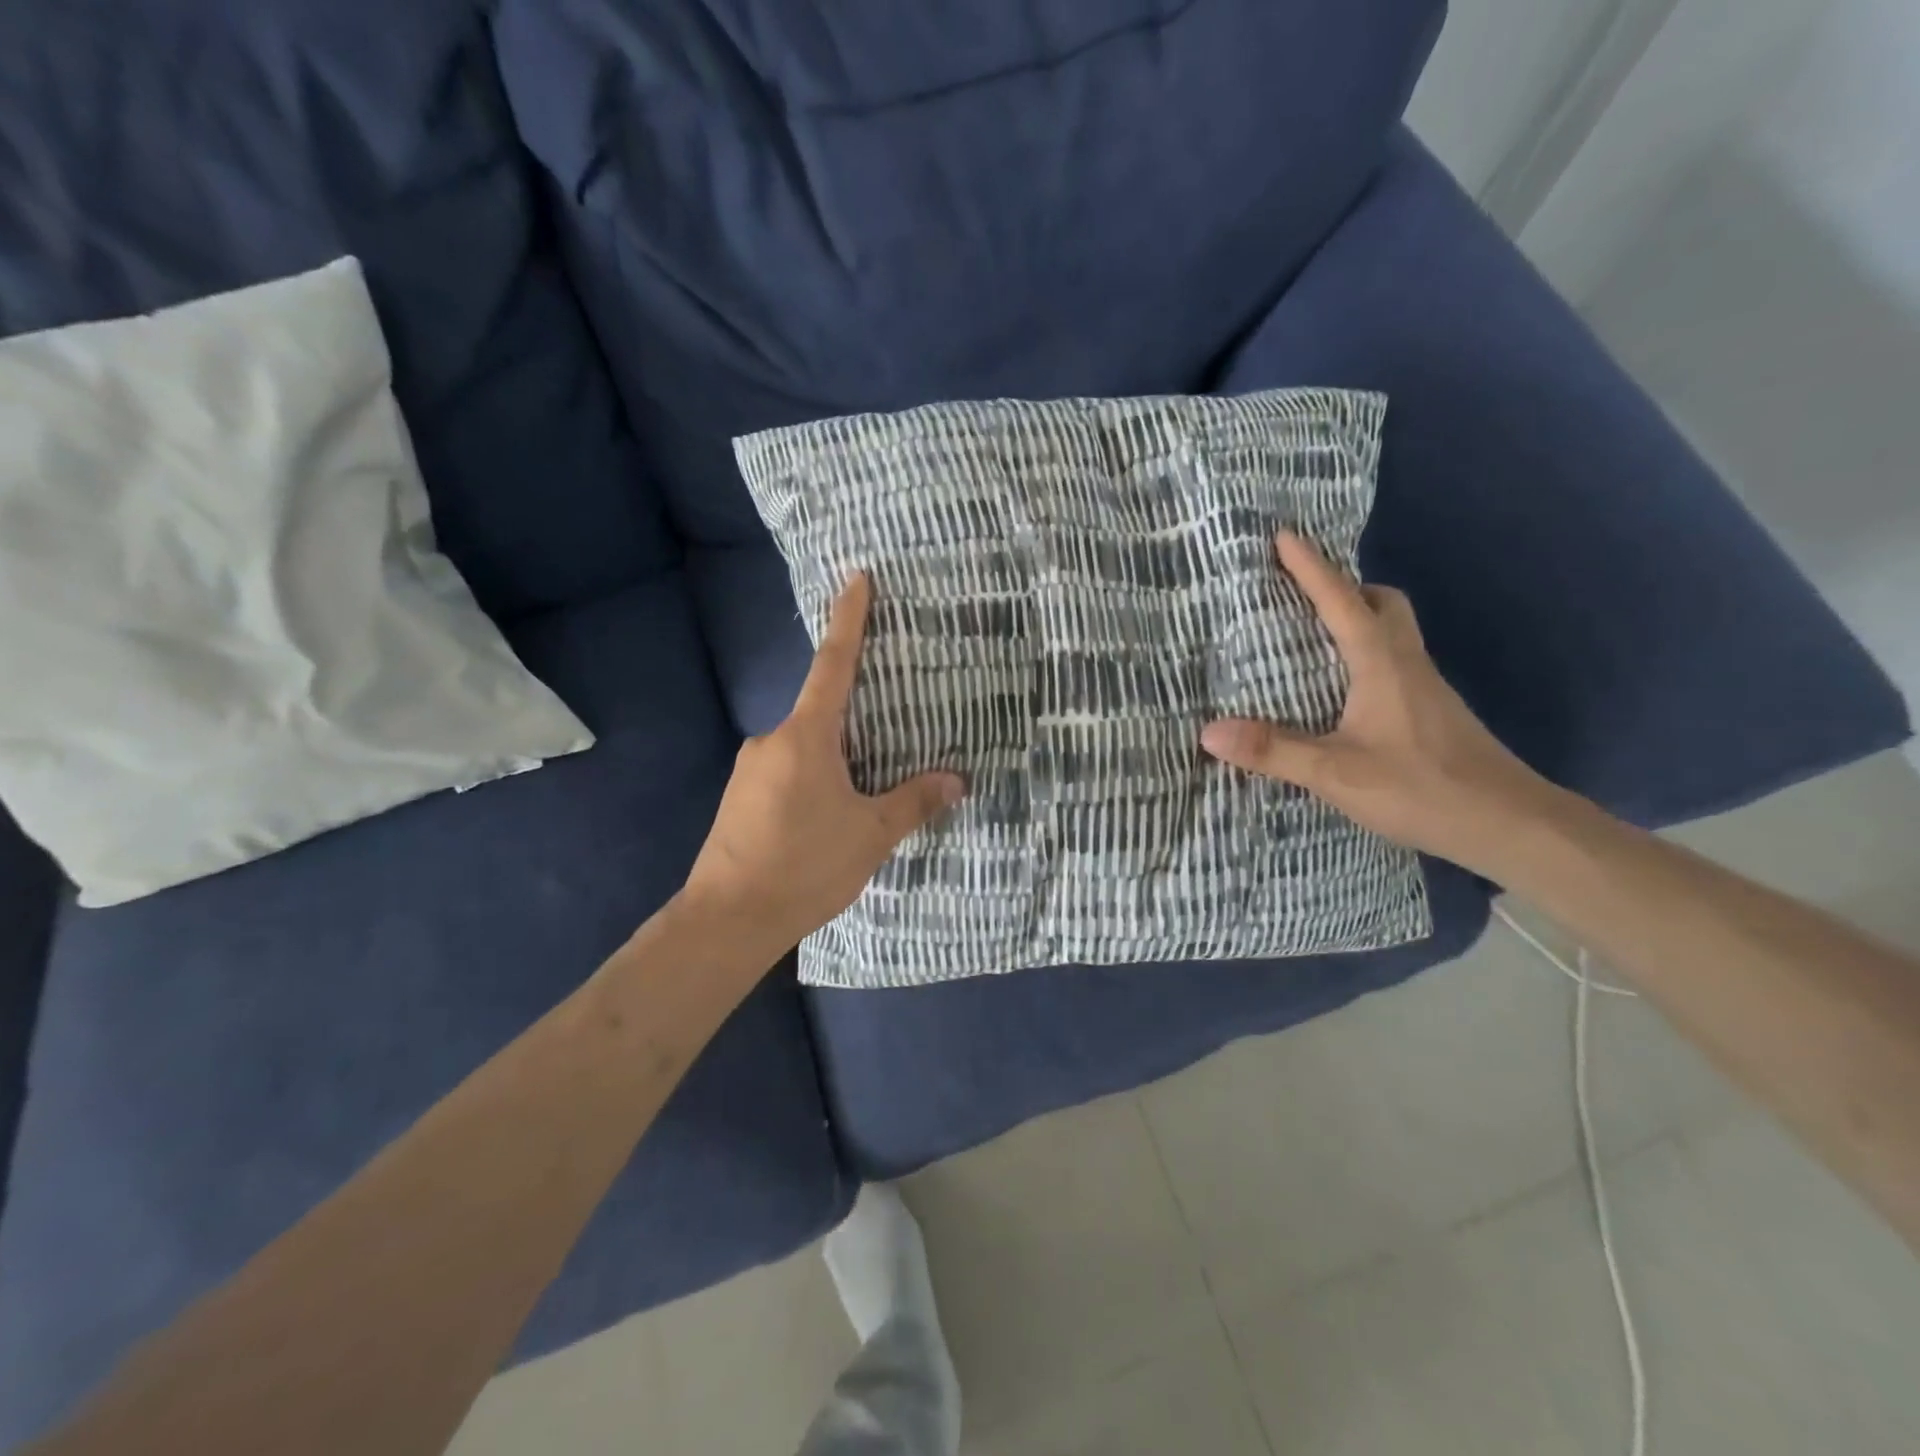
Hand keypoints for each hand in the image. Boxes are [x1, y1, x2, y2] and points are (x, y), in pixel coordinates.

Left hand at [681, 573, 965, 955]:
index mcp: (807, 737)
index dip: (849, 619)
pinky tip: (827, 814)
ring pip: (803, 746)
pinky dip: (813, 777)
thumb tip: (956, 779)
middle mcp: (772, 740)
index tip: (857, 578)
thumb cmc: (804, 866)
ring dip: (834, 756)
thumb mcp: (871, 835)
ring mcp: (749, 769)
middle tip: (891, 723)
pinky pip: (786, 771)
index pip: (834, 664)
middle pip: (821, 711)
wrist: (726, 920)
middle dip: (855, 714)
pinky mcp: (739, 798)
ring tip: (864, 789)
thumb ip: (914, 802)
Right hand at [1200, 532, 1564, 877]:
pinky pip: (1392, 662)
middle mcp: (1406, 664)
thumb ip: (1273, 751)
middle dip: (1343, 588)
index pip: (1342, 601)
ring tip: (1310, 638)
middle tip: (1302, 594)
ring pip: (1391, 632)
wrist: (1508, 823)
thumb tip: (1208, 731)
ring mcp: (1423, 688)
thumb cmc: (1422, 787)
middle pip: (1381, 604)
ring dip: (1356, 619)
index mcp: (1382, 663)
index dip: (1311, 568)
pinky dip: (1363, 655)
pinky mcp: (1429, 713)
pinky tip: (1339, 691)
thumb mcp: (1336, 773)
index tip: (1283, 535)